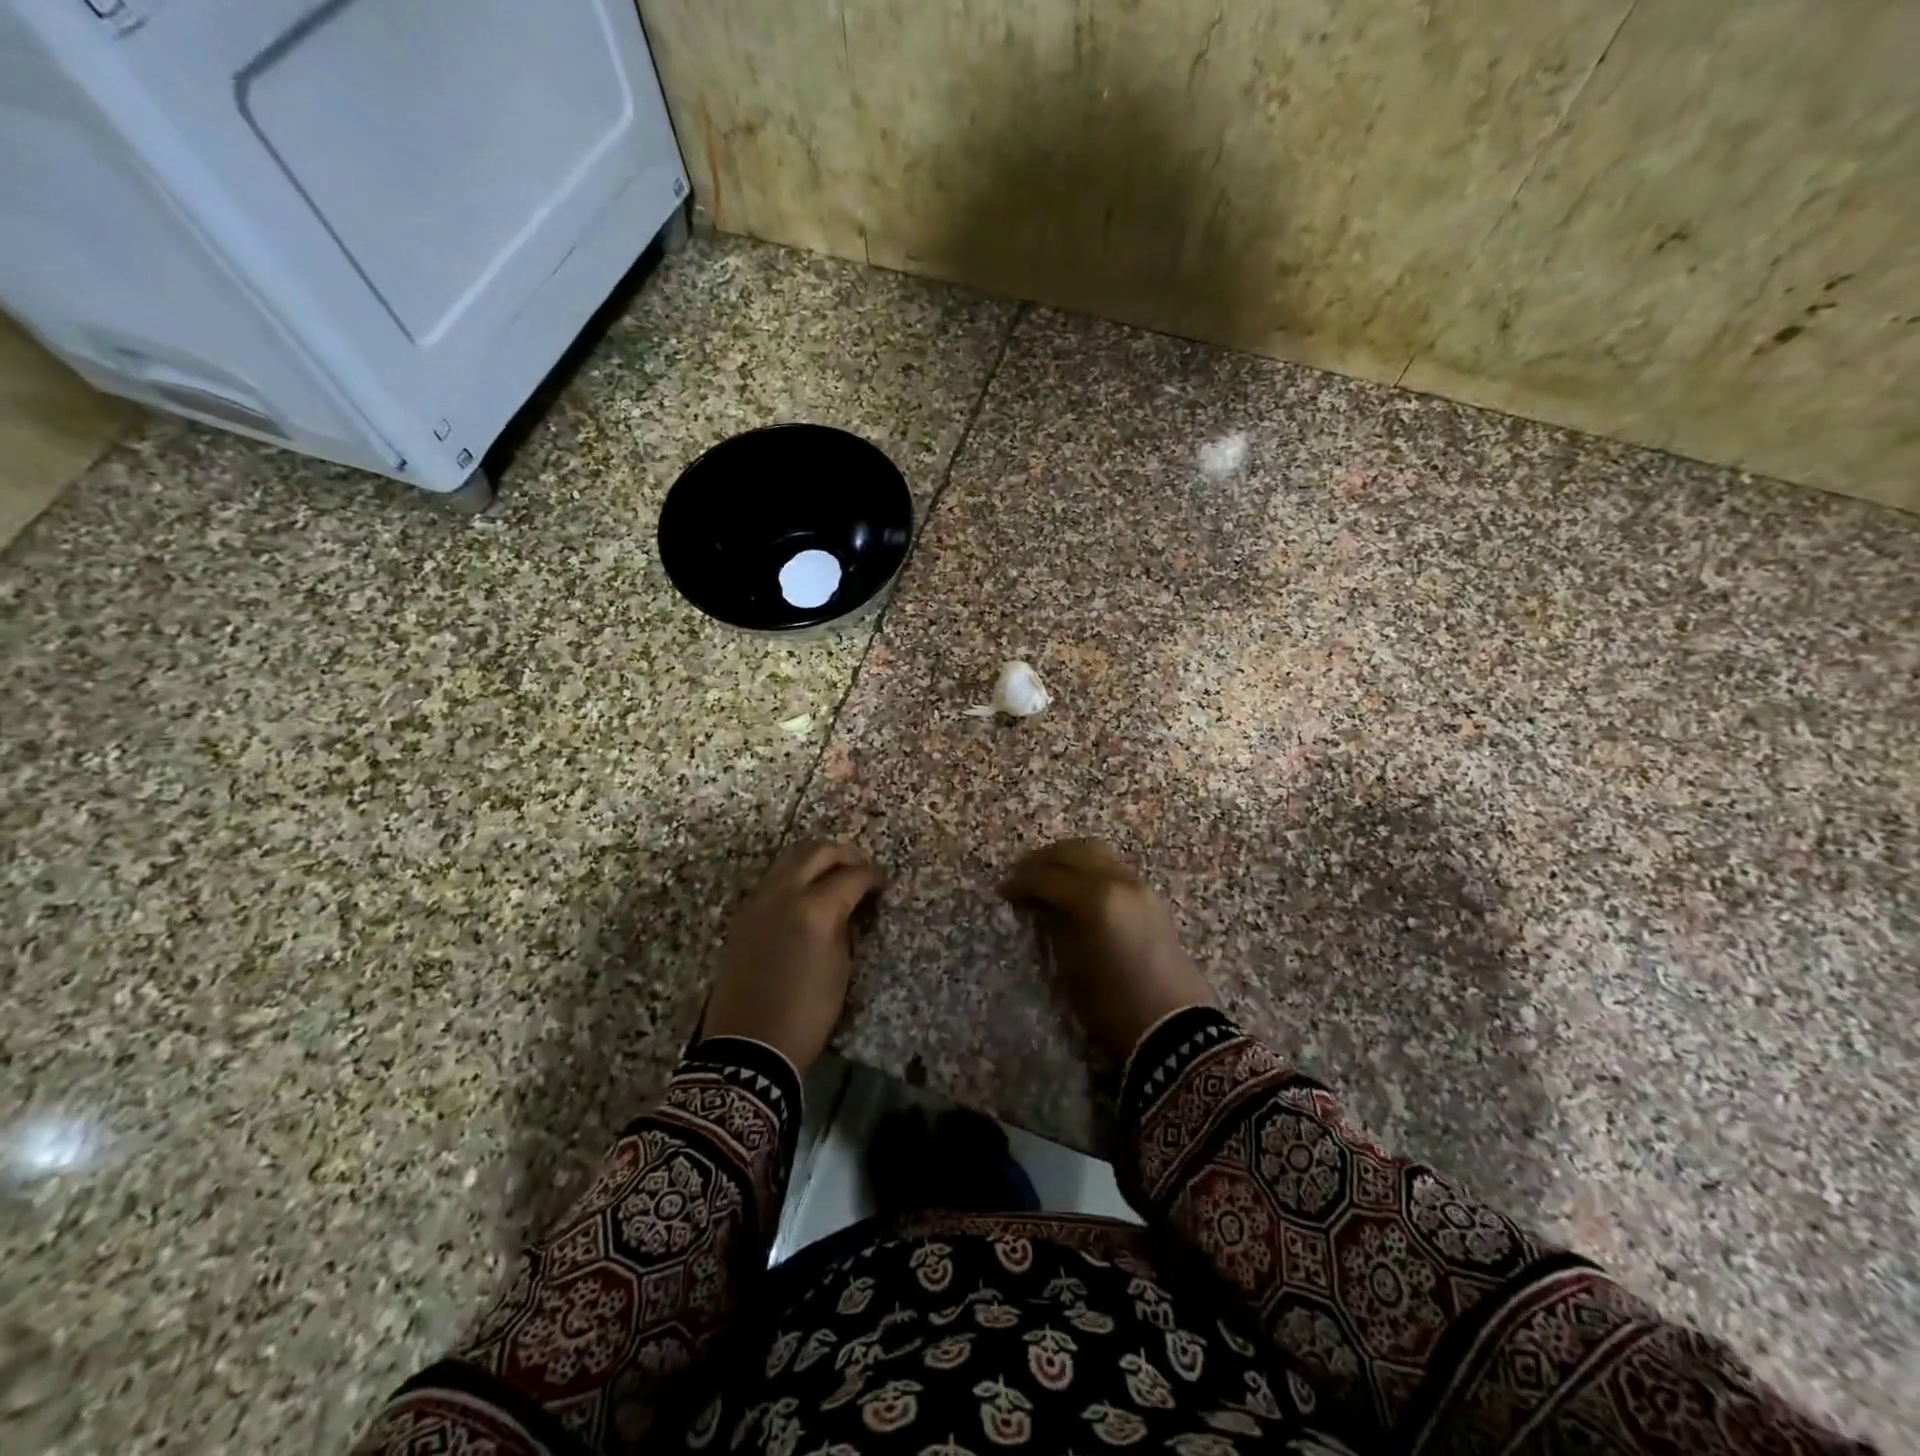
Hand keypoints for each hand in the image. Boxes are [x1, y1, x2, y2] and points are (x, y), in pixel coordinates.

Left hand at [703, 840, 883, 1069]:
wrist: (750, 1044)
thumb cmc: (806, 1012)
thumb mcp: (840, 967)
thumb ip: (844, 925)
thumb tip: (848, 904)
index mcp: (814, 910)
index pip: (852, 875)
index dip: (873, 876)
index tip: (883, 884)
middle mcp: (783, 894)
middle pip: (818, 851)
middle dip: (845, 855)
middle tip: (862, 870)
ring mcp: (758, 900)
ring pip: (790, 857)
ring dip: (817, 859)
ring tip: (834, 875)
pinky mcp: (744, 913)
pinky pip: (773, 877)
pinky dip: (794, 874)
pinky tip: (806, 893)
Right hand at [1001, 839, 1213, 1059]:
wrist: (1173, 1026)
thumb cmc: (1113, 1004)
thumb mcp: (1071, 965)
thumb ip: (1052, 924)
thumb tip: (1038, 904)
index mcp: (1095, 898)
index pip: (1047, 877)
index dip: (1021, 882)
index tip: (1003, 890)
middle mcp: (1117, 880)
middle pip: (1071, 852)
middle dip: (1041, 860)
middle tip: (1020, 876)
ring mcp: (1137, 884)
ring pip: (1095, 852)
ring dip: (1066, 857)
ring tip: (1046, 875)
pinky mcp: (1149, 894)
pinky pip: (1112, 864)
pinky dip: (1088, 866)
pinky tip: (1075, 884)